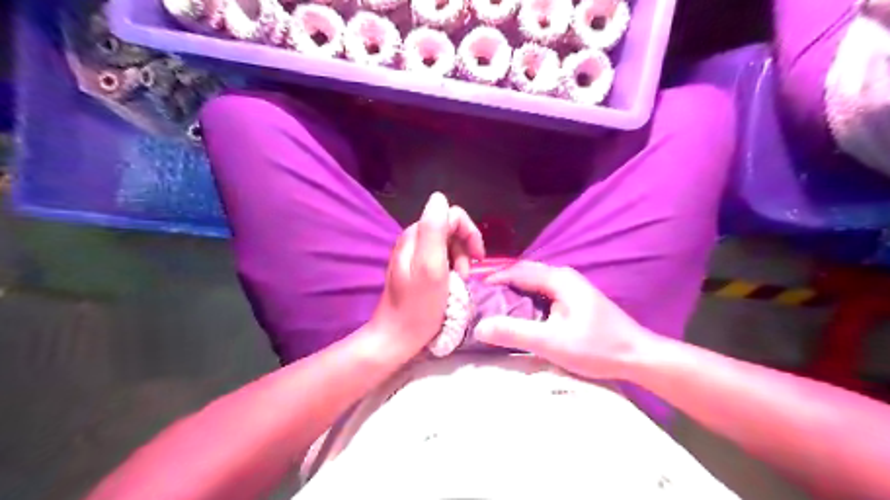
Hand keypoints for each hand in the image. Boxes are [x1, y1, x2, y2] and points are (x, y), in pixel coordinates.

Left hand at [371, 192, 485, 358]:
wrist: (397, 337)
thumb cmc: (418, 306)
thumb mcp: (430, 266)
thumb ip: (434, 229)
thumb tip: (439, 197)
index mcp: (416, 235)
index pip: (450, 215)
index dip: (469, 233)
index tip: (478, 258)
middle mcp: (413, 240)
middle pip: (450, 229)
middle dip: (465, 249)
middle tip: (465, 274)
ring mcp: (413, 255)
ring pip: (448, 245)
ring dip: (460, 261)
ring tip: (459, 283)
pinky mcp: (416, 270)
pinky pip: (441, 259)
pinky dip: (452, 269)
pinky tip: (451, 285)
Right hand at [472, 263, 650, 379]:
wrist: (638, 356)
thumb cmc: (597, 348)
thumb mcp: (551, 342)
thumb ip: (515, 333)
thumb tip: (480, 327)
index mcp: (558, 279)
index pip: (517, 271)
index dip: (494, 279)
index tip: (474, 291)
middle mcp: (564, 277)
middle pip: (525, 274)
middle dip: (502, 284)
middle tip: (481, 300)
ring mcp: (572, 287)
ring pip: (534, 283)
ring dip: (514, 291)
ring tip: (495, 306)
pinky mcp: (576, 299)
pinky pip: (543, 292)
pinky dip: (527, 299)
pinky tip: (521, 314)